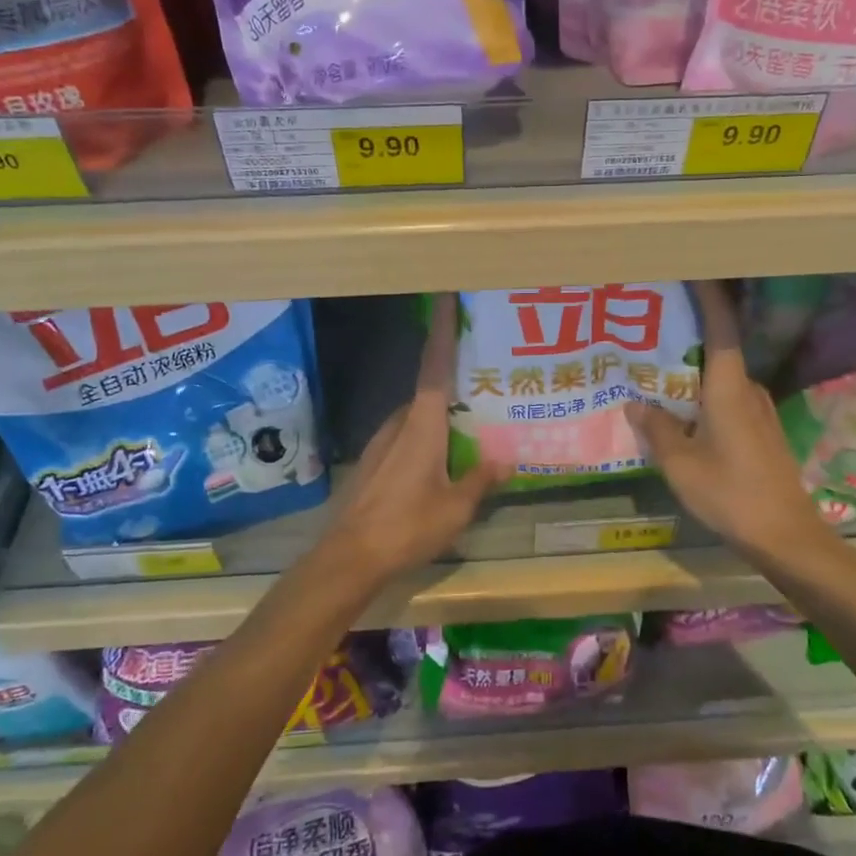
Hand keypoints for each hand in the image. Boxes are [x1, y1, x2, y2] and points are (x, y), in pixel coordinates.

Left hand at [313, 293, 508, 586]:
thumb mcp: (455, 509)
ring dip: (439, 417)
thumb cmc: (407, 526)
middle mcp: (398, 424)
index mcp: (422, 425)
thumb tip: (506, 461)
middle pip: (428, 392)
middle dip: (452, 384)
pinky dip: (424, 438)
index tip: (447, 298)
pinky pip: (404, 437)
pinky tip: (438, 462)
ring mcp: (380, 443)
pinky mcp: (371, 463)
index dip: (443, 331)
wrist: (349, 557)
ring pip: (415, 418)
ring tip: (468, 429)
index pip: (435, 366)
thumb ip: (480, 481)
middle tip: (483, 385)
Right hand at [627, 280, 827, 566]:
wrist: (785, 536)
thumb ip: (656, 429)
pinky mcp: (761, 432)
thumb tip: (635, 403)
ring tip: (656, 367)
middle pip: (719, 348)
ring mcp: (758, 412)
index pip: (721, 327)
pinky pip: (727, 399)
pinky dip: (703, 394)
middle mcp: (747, 391)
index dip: (709, 295)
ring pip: (721, 377)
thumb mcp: (680, 463)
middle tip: (652, 324)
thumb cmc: (730, 494)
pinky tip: (681, 410)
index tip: (693, 269)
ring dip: (694, 368)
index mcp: (728, 388)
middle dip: (689, 332)